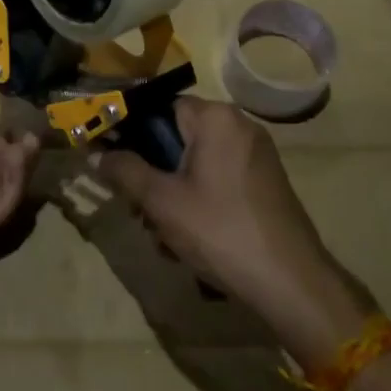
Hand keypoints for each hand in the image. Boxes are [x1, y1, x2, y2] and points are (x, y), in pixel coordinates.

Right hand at [96, 97, 368, 359]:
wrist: (291, 283)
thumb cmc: (220, 231)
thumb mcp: (162, 202)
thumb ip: (125, 171)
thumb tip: (99, 153)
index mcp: (216, 118)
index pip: (160, 108)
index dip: (132, 132)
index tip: (112, 160)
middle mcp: (239, 126)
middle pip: (178, 138)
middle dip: (153, 174)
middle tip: (138, 210)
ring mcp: (256, 155)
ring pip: (196, 164)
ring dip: (173, 194)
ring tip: (163, 236)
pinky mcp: (265, 183)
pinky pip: (218, 180)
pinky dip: (199, 202)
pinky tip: (189, 240)